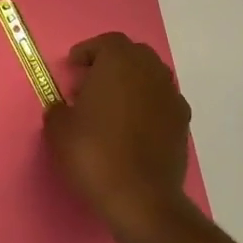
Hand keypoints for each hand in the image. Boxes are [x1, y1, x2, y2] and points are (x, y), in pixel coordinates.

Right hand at [43, 32, 193, 242]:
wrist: (142, 199)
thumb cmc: (95, 154)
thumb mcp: (59, 130)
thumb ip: (58, 110)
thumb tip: (63, 108)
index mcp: (120, 62)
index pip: (106, 43)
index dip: (88, 52)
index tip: (73, 67)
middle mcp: (151, 71)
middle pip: (132, 55)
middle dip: (111, 65)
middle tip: (90, 85)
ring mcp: (171, 97)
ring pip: (150, 78)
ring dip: (131, 85)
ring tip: (110, 108)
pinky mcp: (183, 124)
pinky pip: (161, 103)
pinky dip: (147, 107)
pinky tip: (132, 129)